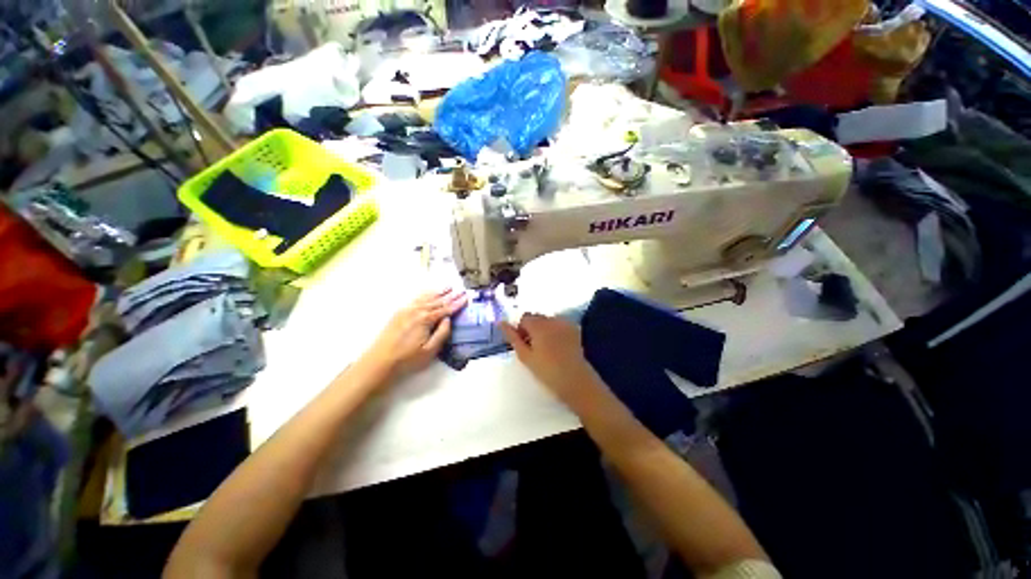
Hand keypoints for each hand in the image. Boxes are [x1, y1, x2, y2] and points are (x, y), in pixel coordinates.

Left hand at [363, 289, 467, 378]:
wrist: (379, 361)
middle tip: (461, 290)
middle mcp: (417, 310)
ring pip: (426, 297)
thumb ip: (442, 333)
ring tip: (448, 287)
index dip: (457, 303)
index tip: (466, 297)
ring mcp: (406, 310)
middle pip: (437, 301)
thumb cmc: (407, 359)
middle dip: (450, 295)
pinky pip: (416, 299)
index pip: (446, 309)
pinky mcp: (399, 312)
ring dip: (438, 292)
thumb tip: (448, 319)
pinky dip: (425, 294)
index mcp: (426, 319)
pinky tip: (428, 293)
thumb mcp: (430, 350)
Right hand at [500, 314, 604, 407]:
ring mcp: (565, 323)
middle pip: (537, 317)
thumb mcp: (525, 356)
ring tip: (547, 347)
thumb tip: (501, 322)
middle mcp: (552, 319)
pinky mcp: (574, 328)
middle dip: (532, 328)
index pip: (524, 318)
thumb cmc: (546, 371)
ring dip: (544, 328)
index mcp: (538, 325)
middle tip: (534, 347)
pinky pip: (560, 323)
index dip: (521, 330)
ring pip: (548, 320)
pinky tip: (558, 345)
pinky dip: (556, 330)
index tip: (524, 344)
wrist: (574, 380)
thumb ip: (512, 337)